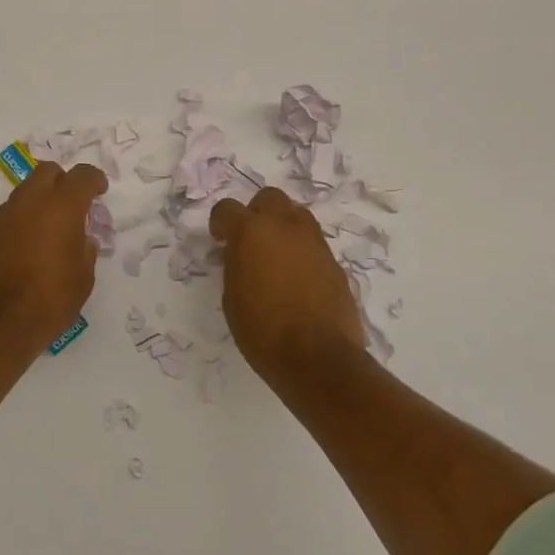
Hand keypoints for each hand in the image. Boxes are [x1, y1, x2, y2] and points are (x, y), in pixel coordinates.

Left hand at [0, 162, 107, 363]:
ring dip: (39, 202)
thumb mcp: (83, 279)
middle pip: (47, 172)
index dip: (94, 179)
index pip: (82, 176)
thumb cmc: (49, 301)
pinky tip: (25, 249)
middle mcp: (29, 202)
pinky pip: (8, 217)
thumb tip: (81, 239)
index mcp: (61, 207)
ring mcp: (2, 216)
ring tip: (48, 231)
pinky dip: (20, 223)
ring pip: (24, 192)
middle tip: (73, 204)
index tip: (100, 190)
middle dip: (63, 181)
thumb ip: (86, 250)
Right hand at [209, 188, 366, 379]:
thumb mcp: (232, 296)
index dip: (220, 222)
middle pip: (269, 198)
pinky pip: (314, 245)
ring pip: (297, 216)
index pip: (227, 208)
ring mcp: (314, 242)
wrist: (316, 357)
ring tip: (277, 256)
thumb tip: (243, 256)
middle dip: (257, 213)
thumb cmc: (261, 330)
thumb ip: (236, 264)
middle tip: (251, 240)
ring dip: (284, 227)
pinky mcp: (335, 262)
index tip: (220, 240)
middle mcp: (284, 227)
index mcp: (251, 232)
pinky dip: (303, 252)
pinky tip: (298, 280)